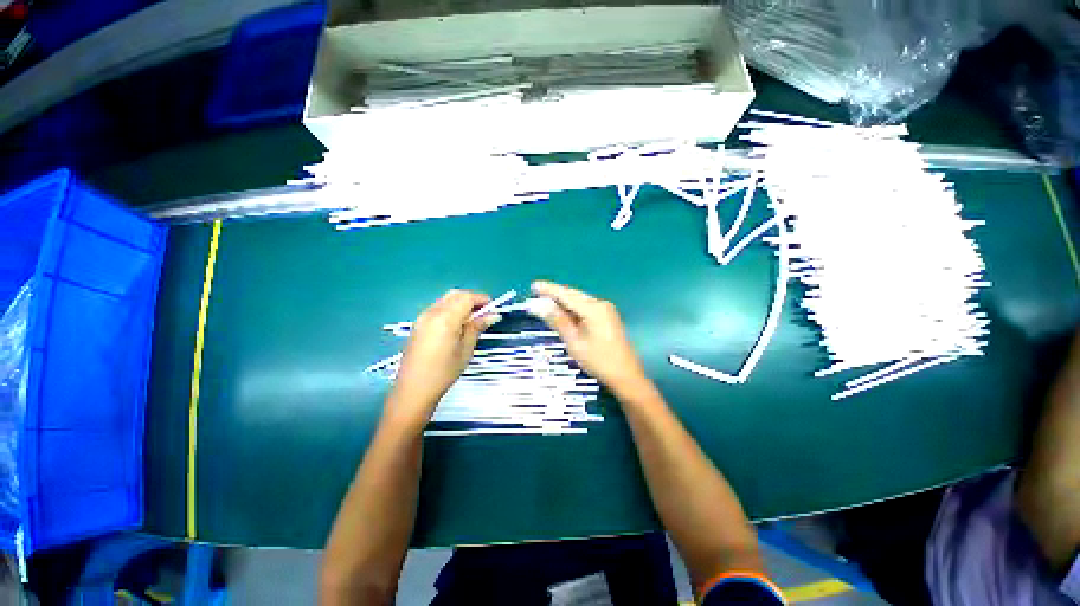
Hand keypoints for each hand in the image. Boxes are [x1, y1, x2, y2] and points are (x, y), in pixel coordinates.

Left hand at [389, 290, 498, 423]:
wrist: (414, 389)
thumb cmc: (444, 372)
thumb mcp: (466, 349)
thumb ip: (477, 327)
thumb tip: (493, 315)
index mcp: (445, 318)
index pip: (466, 297)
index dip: (482, 299)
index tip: (494, 307)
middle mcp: (432, 312)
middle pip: (455, 295)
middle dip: (472, 299)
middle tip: (485, 312)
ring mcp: (423, 317)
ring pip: (446, 300)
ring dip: (461, 303)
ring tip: (473, 319)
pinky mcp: (418, 324)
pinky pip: (438, 308)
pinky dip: (451, 309)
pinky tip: (457, 324)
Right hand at [531, 280, 649, 394]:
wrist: (626, 375)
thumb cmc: (599, 361)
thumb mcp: (574, 342)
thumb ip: (557, 320)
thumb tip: (538, 305)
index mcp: (593, 309)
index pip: (566, 294)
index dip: (548, 289)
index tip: (533, 285)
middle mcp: (601, 304)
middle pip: (573, 295)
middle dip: (554, 294)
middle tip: (535, 294)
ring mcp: (606, 310)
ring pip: (579, 300)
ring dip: (562, 301)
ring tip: (544, 302)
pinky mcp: (607, 317)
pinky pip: (585, 307)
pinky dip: (572, 308)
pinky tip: (562, 311)